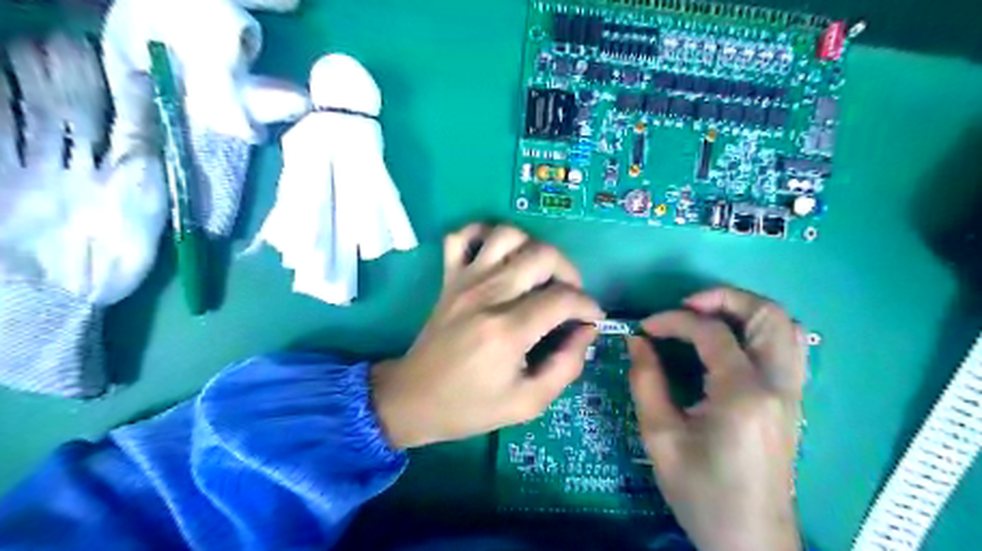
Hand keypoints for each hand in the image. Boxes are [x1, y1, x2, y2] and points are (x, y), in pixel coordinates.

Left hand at [376, 224, 603, 446]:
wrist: (413, 399)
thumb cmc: (470, 406)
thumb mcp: (528, 403)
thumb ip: (566, 366)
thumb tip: (586, 331)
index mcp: (508, 331)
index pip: (563, 298)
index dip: (588, 306)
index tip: (591, 319)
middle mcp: (488, 295)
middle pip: (542, 255)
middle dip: (569, 272)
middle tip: (569, 296)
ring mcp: (465, 281)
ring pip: (508, 234)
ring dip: (533, 247)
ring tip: (539, 273)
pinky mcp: (449, 277)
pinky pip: (462, 236)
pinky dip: (484, 233)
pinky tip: (499, 254)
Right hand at [629, 289, 805, 550]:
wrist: (750, 539)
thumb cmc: (701, 491)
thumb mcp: (660, 437)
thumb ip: (646, 381)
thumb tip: (637, 341)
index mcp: (743, 394)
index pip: (711, 333)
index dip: (674, 320)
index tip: (645, 327)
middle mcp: (777, 385)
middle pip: (767, 314)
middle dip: (724, 298)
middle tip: (687, 306)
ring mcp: (792, 392)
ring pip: (785, 326)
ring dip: (746, 310)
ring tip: (707, 317)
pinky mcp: (792, 401)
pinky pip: (789, 346)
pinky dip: (760, 329)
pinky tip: (731, 341)